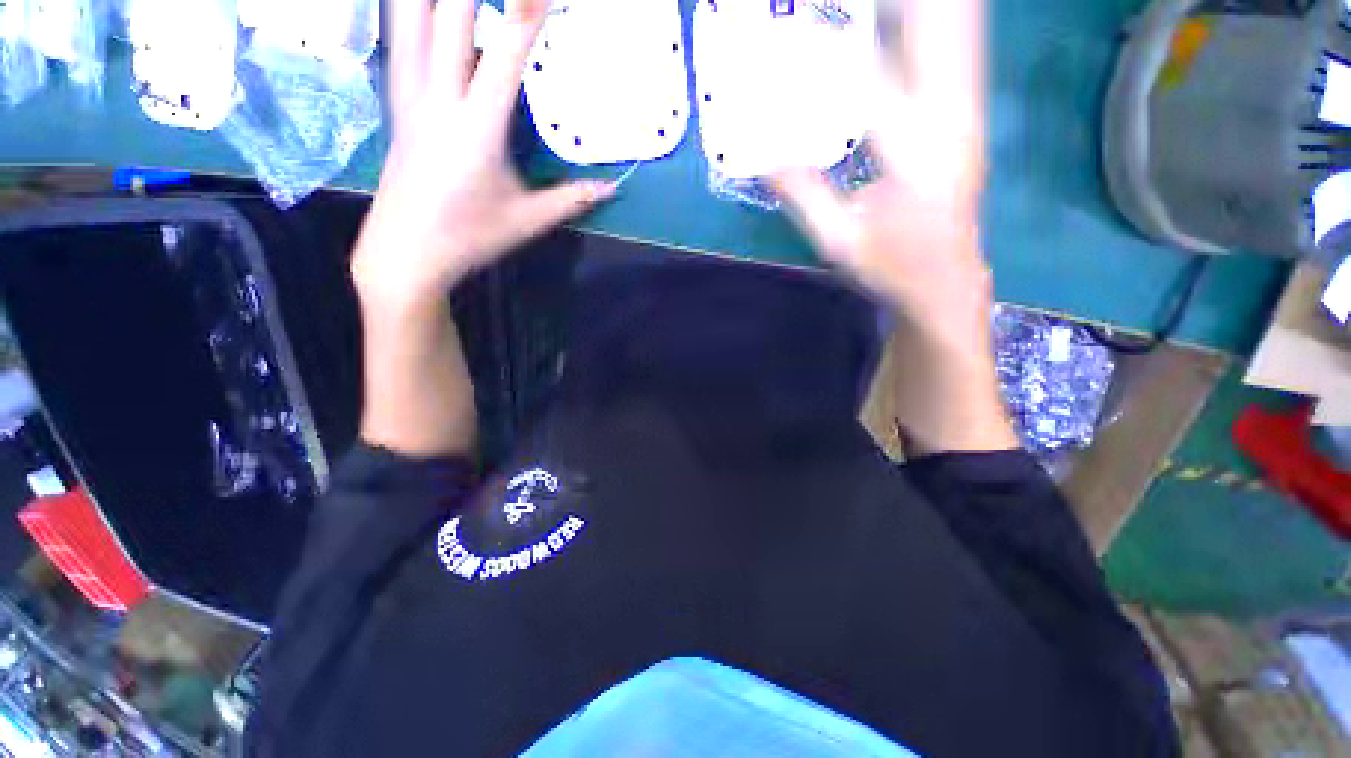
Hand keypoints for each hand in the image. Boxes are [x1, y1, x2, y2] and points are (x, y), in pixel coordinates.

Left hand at [351, 0, 614, 310]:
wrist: (407, 250)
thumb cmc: (471, 236)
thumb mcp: (529, 220)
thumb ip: (573, 198)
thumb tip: (614, 187)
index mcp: (478, 127)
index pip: (505, 53)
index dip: (526, 10)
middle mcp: (439, 97)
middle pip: (449, 14)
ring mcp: (410, 92)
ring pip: (410, 14)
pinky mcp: (397, 98)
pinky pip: (397, 35)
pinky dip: (405, 7)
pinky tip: (418, 2)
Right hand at [775, 0, 1015, 454]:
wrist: (946, 282)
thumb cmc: (890, 268)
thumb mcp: (837, 242)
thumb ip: (803, 195)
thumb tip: (762, 158)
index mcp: (911, 156)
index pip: (873, 83)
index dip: (834, 47)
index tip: (802, 24)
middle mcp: (948, 121)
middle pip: (936, 32)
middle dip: (908, 6)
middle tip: (853, 1)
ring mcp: (965, 114)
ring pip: (957, 33)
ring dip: (929, 10)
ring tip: (891, 3)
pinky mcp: (967, 118)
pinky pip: (959, 51)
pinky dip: (940, 23)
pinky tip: (919, 16)